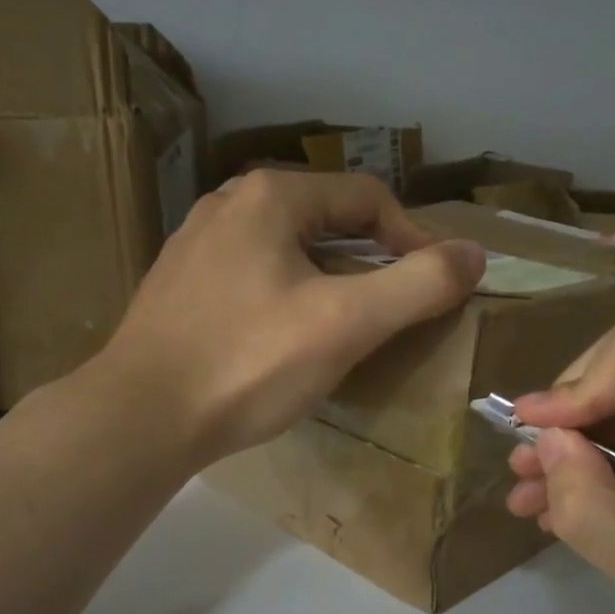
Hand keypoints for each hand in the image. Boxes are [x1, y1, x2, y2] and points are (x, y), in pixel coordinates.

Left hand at [92, 169, 485, 462]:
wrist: (140, 417)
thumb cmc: (248, 363)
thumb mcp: (346, 324)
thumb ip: (418, 285)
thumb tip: (474, 254)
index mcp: (270, 196)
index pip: (368, 198)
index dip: (414, 238)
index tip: (438, 285)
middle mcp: (228, 205)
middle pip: (327, 221)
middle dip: (372, 260)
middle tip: (396, 309)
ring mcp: (197, 245)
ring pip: (290, 251)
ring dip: (331, 280)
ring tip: (350, 327)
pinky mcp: (181, 287)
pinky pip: (255, 277)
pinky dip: (289, 297)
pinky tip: (288, 340)